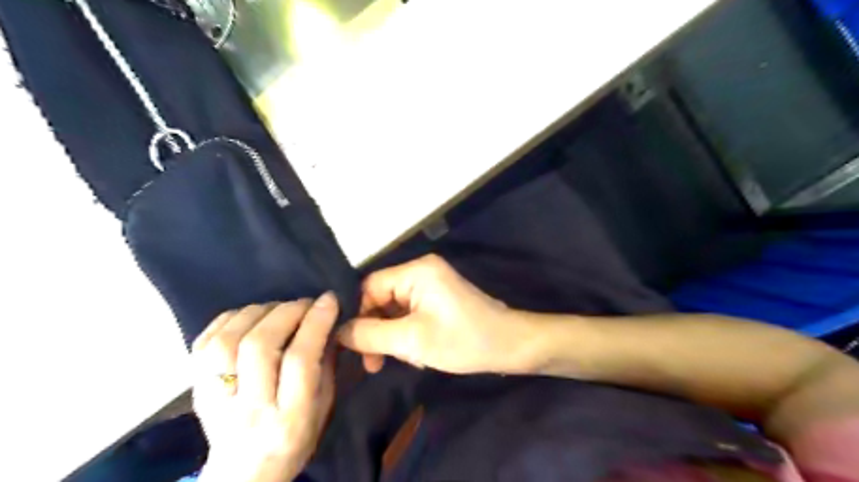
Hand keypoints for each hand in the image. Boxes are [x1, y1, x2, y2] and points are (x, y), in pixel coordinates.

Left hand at [192, 293, 335, 480]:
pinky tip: (251, 316)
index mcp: (289, 417)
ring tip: (279, 308)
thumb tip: (327, 322)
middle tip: (305, 303)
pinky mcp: (195, 390)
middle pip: (260, 346)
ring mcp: (215, 400)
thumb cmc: (295, 440)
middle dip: (287, 313)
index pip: (300, 360)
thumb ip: (326, 364)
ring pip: (228, 342)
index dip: (315, 323)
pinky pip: (205, 343)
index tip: (329, 300)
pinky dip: (229, 319)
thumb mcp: (324, 408)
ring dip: (258, 313)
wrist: (243, 473)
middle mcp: (248, 408)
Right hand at [339, 255, 535, 374]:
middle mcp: (421, 271)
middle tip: (374, 363)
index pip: (369, 287)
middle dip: (375, 330)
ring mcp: (431, 285)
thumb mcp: (411, 341)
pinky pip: (409, 313)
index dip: (356, 314)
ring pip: (394, 309)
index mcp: (416, 271)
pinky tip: (414, 355)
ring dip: (391, 336)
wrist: (509, 346)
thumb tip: (337, 331)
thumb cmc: (463, 340)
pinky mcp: (438, 299)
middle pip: (381, 298)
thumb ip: (370, 334)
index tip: (351, 345)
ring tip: (400, 360)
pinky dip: (406, 334)